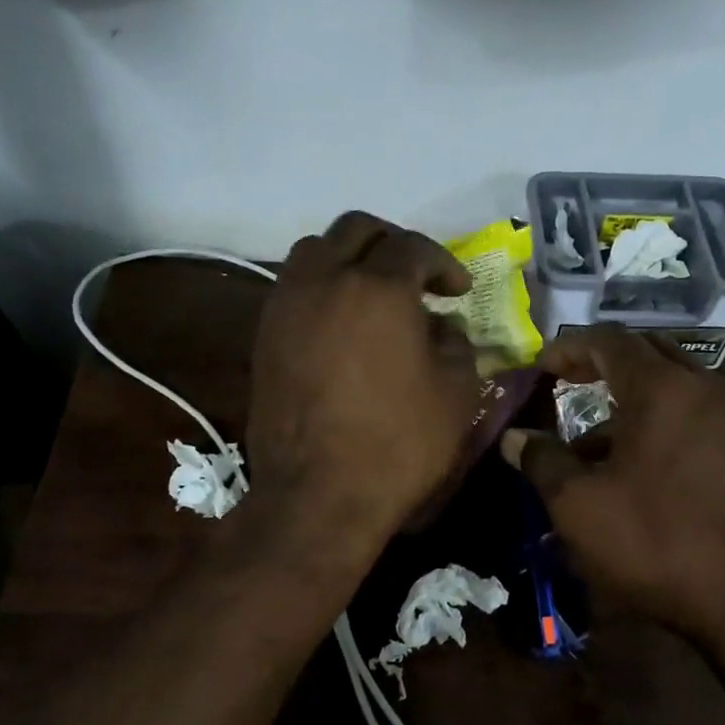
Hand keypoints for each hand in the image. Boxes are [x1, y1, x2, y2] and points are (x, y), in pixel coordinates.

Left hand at [245, 213, 480, 549]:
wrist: (319, 495)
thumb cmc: (399, 443)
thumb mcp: (456, 392)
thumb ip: (457, 343)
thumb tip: (441, 327)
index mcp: (379, 288)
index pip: (413, 247)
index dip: (443, 263)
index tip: (459, 291)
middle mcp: (325, 280)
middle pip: (356, 229)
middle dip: (393, 243)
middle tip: (417, 276)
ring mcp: (287, 305)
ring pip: (315, 249)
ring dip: (350, 258)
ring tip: (374, 293)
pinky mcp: (264, 335)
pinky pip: (295, 286)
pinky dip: (323, 286)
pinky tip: (343, 323)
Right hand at [502, 325, 724, 649]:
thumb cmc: (659, 543)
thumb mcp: (581, 506)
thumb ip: (542, 461)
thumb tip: (515, 437)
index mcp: (663, 388)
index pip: (609, 340)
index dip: (569, 347)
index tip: (541, 366)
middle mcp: (707, 387)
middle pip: (648, 352)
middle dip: (603, 363)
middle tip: (568, 383)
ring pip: (675, 388)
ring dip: (631, 402)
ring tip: (593, 448)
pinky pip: (698, 416)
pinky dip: (663, 424)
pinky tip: (640, 471)